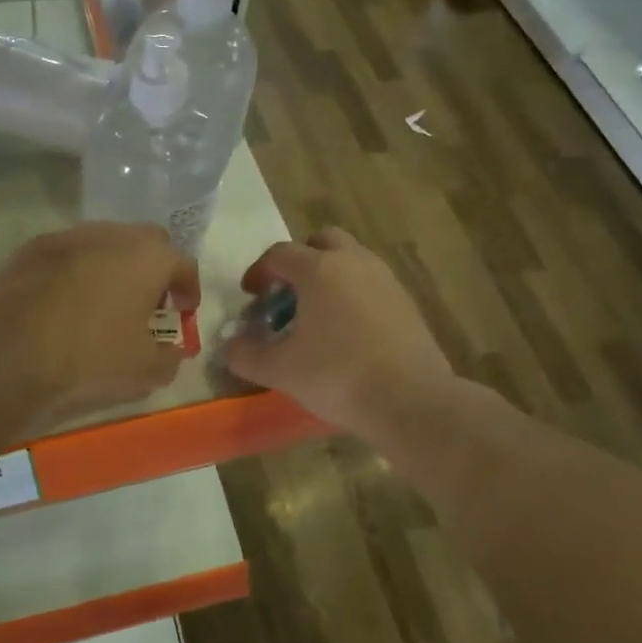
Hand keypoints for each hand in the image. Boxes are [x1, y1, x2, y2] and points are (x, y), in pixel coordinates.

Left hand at [0, 222, 198, 423]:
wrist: (12, 349)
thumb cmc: (92, 354)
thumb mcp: (144, 370)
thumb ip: (169, 359)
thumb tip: (172, 353)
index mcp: (149, 257)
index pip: (184, 264)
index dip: (189, 289)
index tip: (184, 311)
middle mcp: (113, 234)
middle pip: (145, 242)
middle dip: (153, 268)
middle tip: (147, 301)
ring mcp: (70, 236)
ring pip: (104, 242)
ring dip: (113, 265)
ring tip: (105, 300)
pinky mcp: (33, 247)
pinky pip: (68, 254)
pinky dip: (76, 270)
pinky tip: (66, 301)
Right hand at [223, 228, 454, 439]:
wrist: (410, 400)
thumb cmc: (337, 376)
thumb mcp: (279, 370)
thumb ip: (245, 354)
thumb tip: (231, 345)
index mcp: (319, 269)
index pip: (279, 254)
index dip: (259, 271)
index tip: (250, 295)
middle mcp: (354, 262)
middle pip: (321, 242)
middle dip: (299, 261)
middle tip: (287, 294)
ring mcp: (385, 279)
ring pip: (350, 261)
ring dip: (328, 277)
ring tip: (315, 315)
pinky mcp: (406, 301)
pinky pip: (371, 284)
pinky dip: (353, 295)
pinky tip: (346, 332)